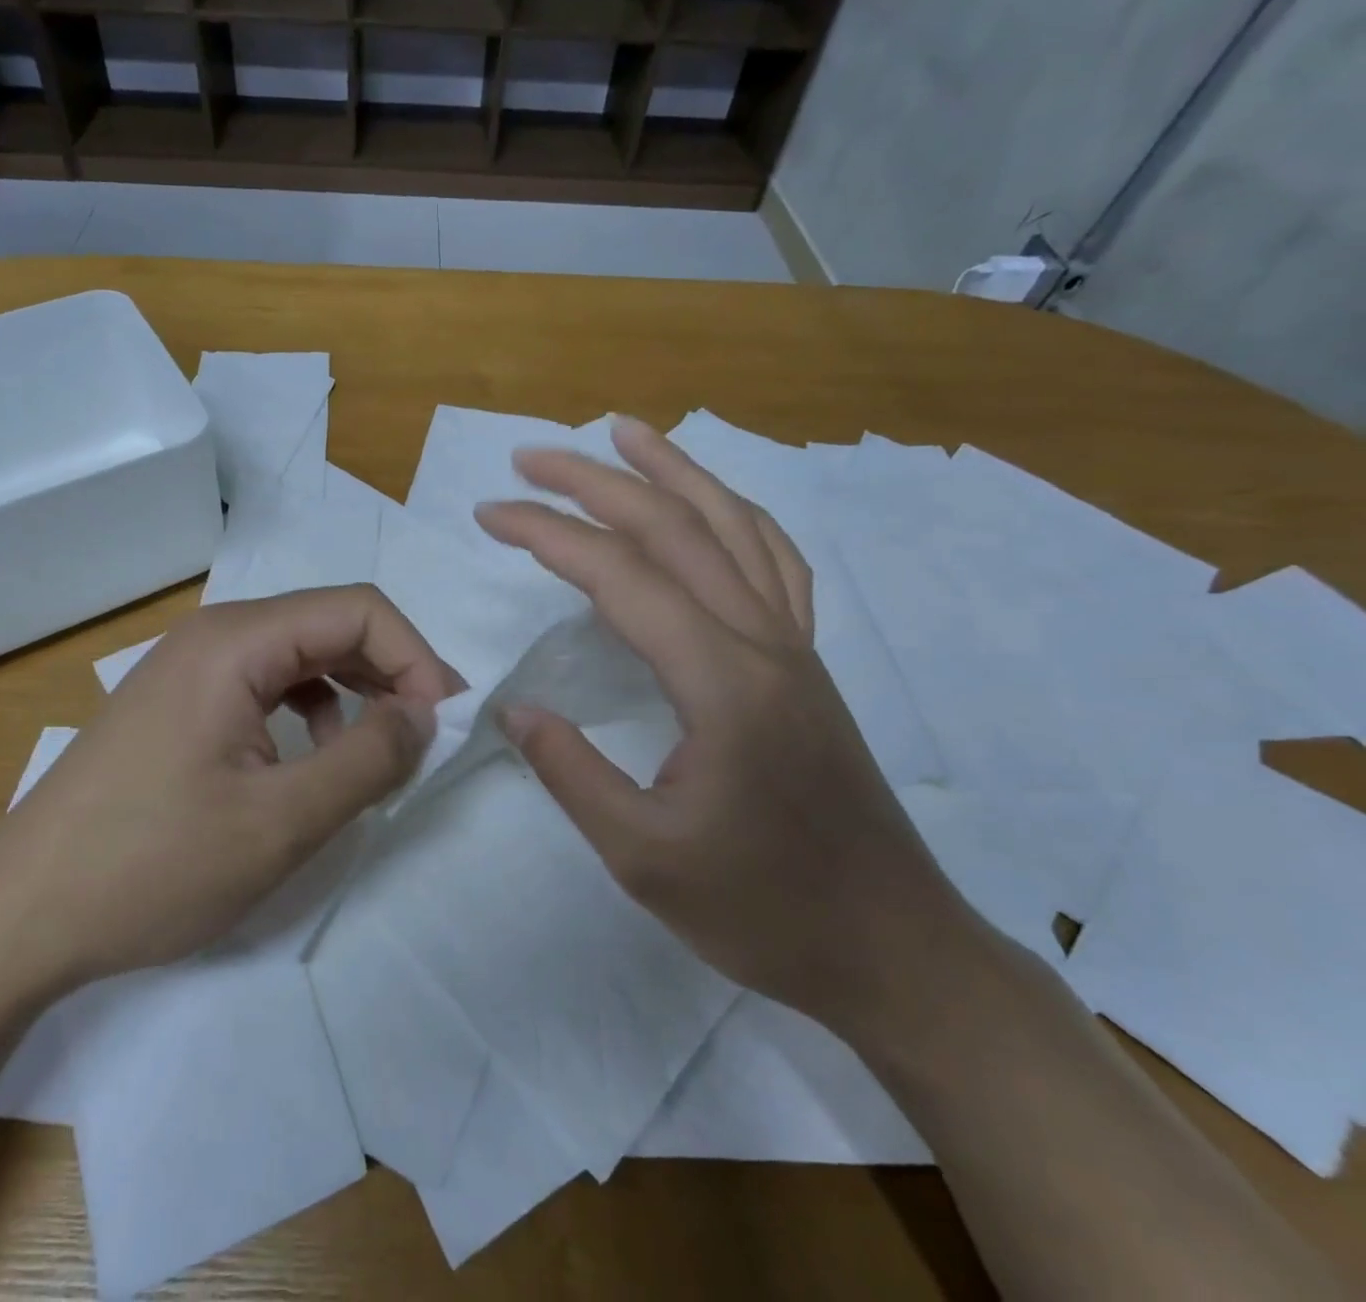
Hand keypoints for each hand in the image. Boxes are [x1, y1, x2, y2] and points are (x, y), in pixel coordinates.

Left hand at [0, 587, 459, 992]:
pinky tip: (313, 756)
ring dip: (355, 690)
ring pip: (302, 654)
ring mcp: (192, 667)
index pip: (359, 610)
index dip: (416, 658)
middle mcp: (215, 635)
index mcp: (237, 641)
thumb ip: (368, 759)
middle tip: (428, 737)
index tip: (445, 724)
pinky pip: (269, 683)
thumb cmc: (151, 866)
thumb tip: (426, 714)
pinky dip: (312, 709)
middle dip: (392, 672)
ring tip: (380, 749)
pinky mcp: (182, 702)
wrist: (18, 917)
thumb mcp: (280, 822)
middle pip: (331, 625)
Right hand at [474, 417, 981, 1040]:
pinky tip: (709, 504)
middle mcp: (763, 641)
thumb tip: (513, 710)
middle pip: (675, 528)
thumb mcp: (643, 856)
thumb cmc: (763, 910)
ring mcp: (794, 646)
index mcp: (720, 681)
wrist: (890, 948)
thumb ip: (571, 772)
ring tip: (625, 432)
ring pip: (733, 526)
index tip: (490, 515)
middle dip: (596, 481)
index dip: (547, 535)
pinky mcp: (806, 663)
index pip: (620, 576)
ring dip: (675, 471)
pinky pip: (773, 562)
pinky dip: (734, 515)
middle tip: (531, 458)